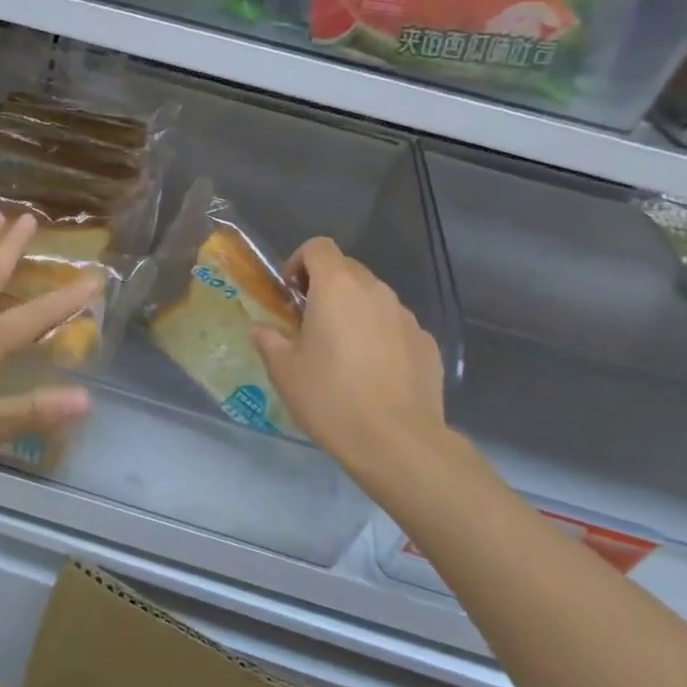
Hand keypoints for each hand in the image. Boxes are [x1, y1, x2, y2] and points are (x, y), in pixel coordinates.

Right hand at [251, 237, 464, 504]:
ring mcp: (406, 316)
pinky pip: (396, 327)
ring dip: (355, 312)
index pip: (319, 246)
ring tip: (344, 353)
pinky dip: (381, 337)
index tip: (292, 293)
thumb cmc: (330, 397)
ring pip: (374, 299)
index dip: (300, 261)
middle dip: (326, 287)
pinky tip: (374, 374)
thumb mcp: (284, 371)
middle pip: (348, 270)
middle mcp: (375, 290)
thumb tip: (259, 329)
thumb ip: (269, 341)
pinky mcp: (427, 343)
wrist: (396, 440)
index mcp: (337, 287)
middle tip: (311, 324)